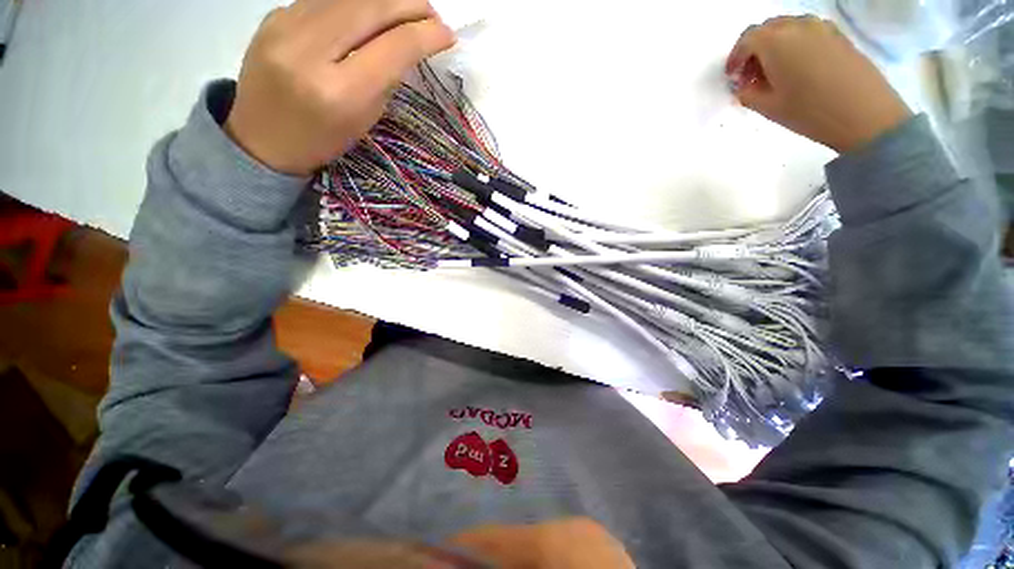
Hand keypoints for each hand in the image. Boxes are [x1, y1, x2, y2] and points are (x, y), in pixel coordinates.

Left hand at [225, 0, 454, 175]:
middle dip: (410, 4)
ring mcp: (286, 26)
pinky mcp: (274, 15)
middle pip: (371, 7)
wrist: (262, 140)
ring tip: (407, 7)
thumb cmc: (322, 141)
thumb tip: (408, 44)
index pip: (393, 48)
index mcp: (341, 92)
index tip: (448, 34)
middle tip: (432, 14)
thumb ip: (385, 80)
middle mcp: (311, 51)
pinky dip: (356, 1)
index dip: (426, 35)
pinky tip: (369, 11)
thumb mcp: (364, 120)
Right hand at [725, 16, 912, 153]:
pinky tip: (796, 70)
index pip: (746, 40)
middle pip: (767, 29)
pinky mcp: (839, 35)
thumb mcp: (767, 108)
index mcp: (775, 41)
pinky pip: (807, 34)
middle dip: (754, 50)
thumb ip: (747, 93)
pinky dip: (795, 46)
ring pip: (788, 29)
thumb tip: (743, 85)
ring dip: (775, 47)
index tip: (732, 78)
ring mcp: (822, 27)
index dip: (735, 58)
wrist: (865, 114)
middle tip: (751, 77)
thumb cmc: (809, 111)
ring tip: (774, 74)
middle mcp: (798, 26)